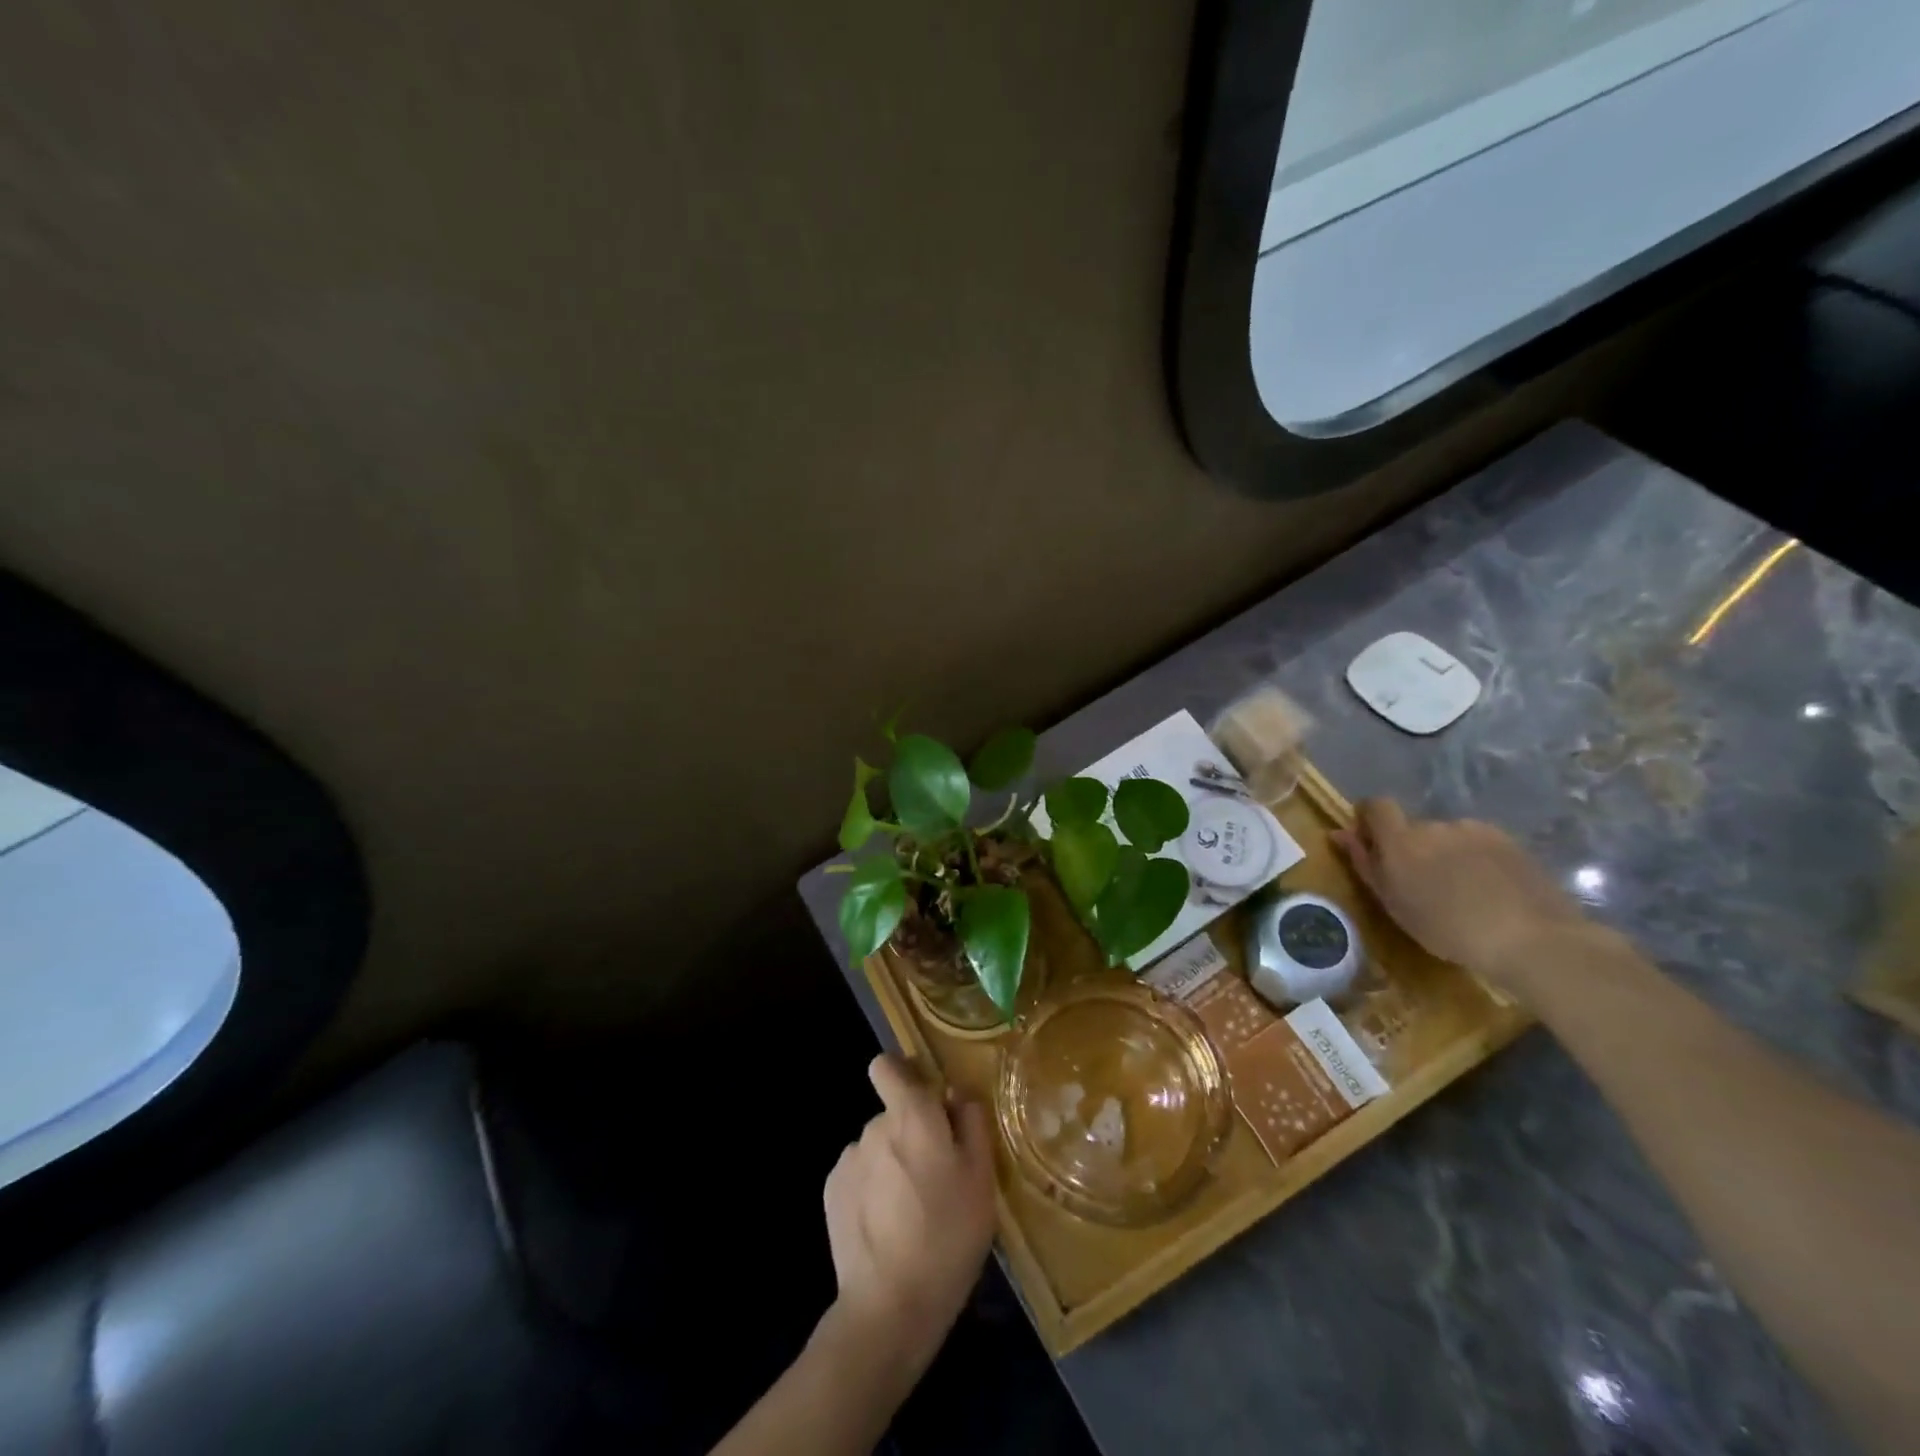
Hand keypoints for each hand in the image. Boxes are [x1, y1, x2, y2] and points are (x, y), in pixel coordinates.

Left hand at [821, 1055, 995, 1374]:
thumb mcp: (981, 1179)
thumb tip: (956, 1094)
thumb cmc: (948, 1235)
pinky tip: (887, 1226)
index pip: (887, 1066)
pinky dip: (872, 1188)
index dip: (903, 1074)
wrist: (889, 1306)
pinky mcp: (832, 1192)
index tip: (924, 1099)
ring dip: (892, 1163)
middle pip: (892, 1114)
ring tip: (912, 1210)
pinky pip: (860, 1175)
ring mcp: (849, 1160)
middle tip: (936, 1177)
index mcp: (912, 1115)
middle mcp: (874, 1126)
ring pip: (877, 1147)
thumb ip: (971, 1124)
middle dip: (911, 1133)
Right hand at [1331, 799, 1587, 995]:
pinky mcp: (1509, 841)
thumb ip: (1365, 863)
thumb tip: (1339, 833)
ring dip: (1447, 855)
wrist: (1530, 938)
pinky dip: (1477, 860)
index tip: (1373, 842)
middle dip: (1415, 848)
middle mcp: (1435, 825)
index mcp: (1401, 839)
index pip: (1376, 805)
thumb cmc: (1447, 928)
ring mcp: (1475, 830)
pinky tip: (1491, 890)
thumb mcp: (1393, 902)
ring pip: (1449, 837)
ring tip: (1463, 892)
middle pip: (1415, 827)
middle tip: (1424, 885)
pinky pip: (1479, 844)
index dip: (1371, 818)